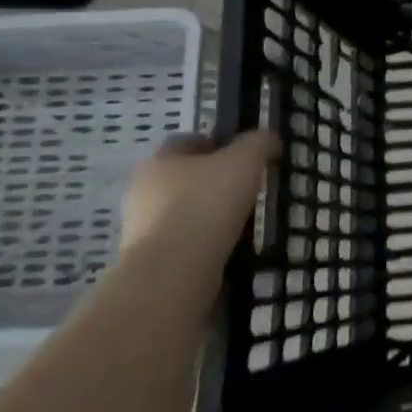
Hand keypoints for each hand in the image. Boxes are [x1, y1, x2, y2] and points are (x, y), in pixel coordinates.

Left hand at [121, 131, 277, 257]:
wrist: (174, 272)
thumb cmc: (207, 203)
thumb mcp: (245, 160)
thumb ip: (259, 143)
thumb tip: (268, 140)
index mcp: (159, 161)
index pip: (187, 142)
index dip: (218, 144)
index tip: (245, 157)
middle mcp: (143, 191)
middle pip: (185, 178)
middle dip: (214, 182)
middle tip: (247, 190)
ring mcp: (142, 229)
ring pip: (184, 212)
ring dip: (210, 216)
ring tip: (244, 223)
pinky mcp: (151, 261)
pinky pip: (185, 244)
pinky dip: (206, 244)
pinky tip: (230, 249)